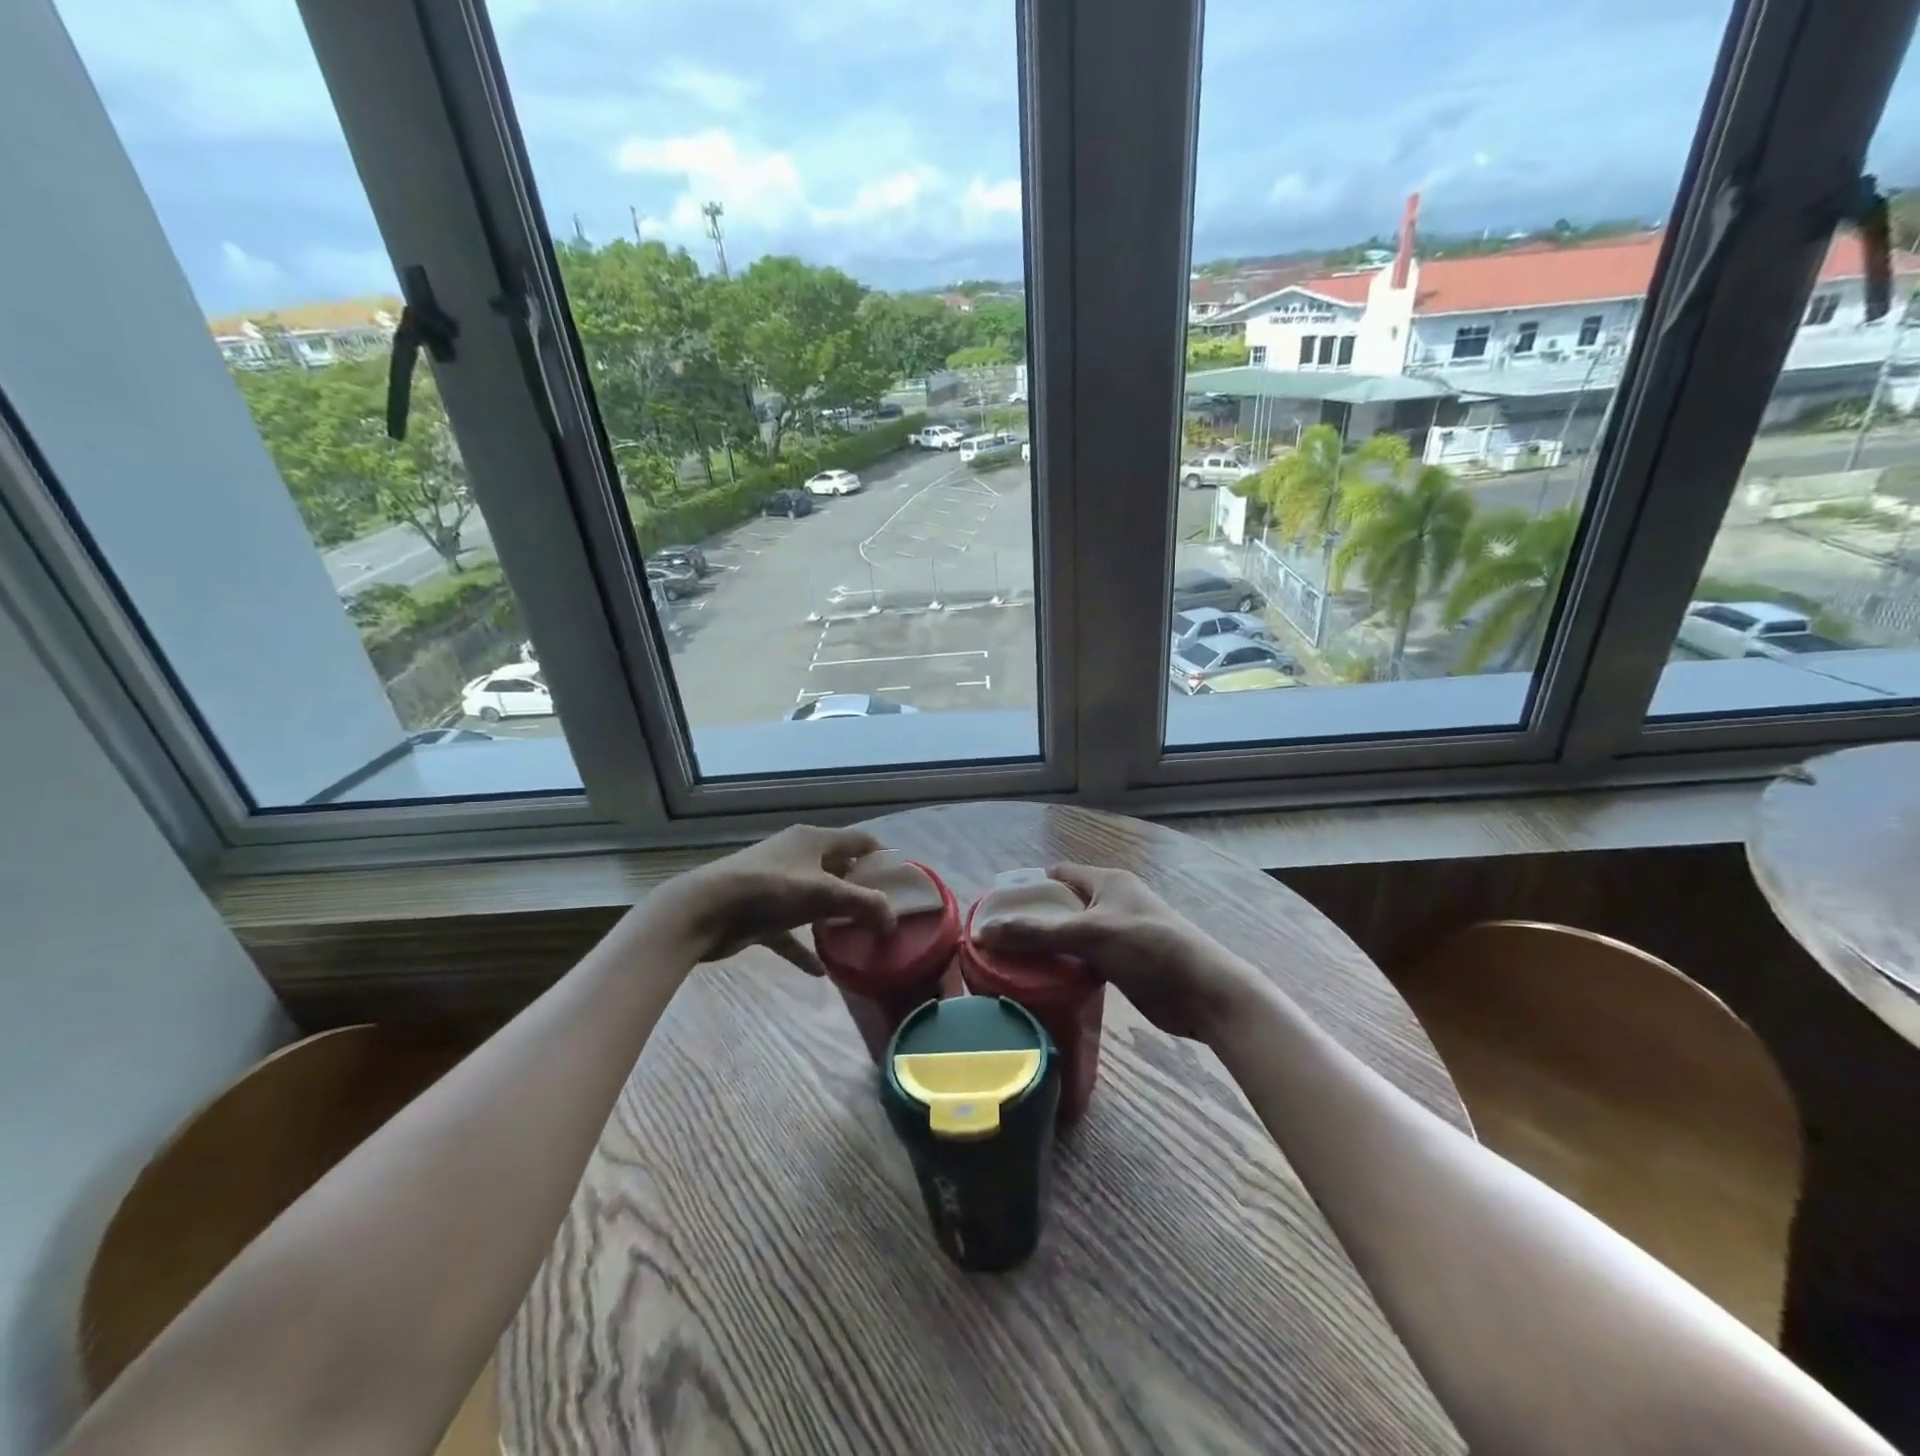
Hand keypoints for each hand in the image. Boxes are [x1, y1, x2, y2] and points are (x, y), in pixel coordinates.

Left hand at [648, 826, 897, 976]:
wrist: (703, 911)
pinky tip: (820, 971)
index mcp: (814, 840)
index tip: (901, 883)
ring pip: (814, 900)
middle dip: (860, 890)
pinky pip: (790, 932)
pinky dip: (804, 948)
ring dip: (833, 918)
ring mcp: (776, 885)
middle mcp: (797, 856)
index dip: (882, 857)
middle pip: (838, 869)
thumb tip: (893, 921)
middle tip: (883, 915)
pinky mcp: (760, 914)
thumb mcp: (825, 894)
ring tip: (857, 938)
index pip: (859, 840)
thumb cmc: (770, 890)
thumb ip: (865, 905)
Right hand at [972, 865, 1259, 1042]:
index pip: (1057, 875)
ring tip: (1010, 964)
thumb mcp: (1089, 935)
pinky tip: (1043, 983)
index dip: (1027, 887)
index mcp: (1106, 882)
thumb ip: (1037, 932)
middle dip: (1033, 921)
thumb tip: (983, 931)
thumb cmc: (1148, 948)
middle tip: (997, 942)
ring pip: (1072, 937)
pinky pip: (1084, 960)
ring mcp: (1118, 935)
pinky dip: (1065, 969)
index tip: (996, 908)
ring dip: (1048, 949)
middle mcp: (1110, 903)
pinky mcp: (1123, 965)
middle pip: (1062, 907)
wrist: (1203, 993)